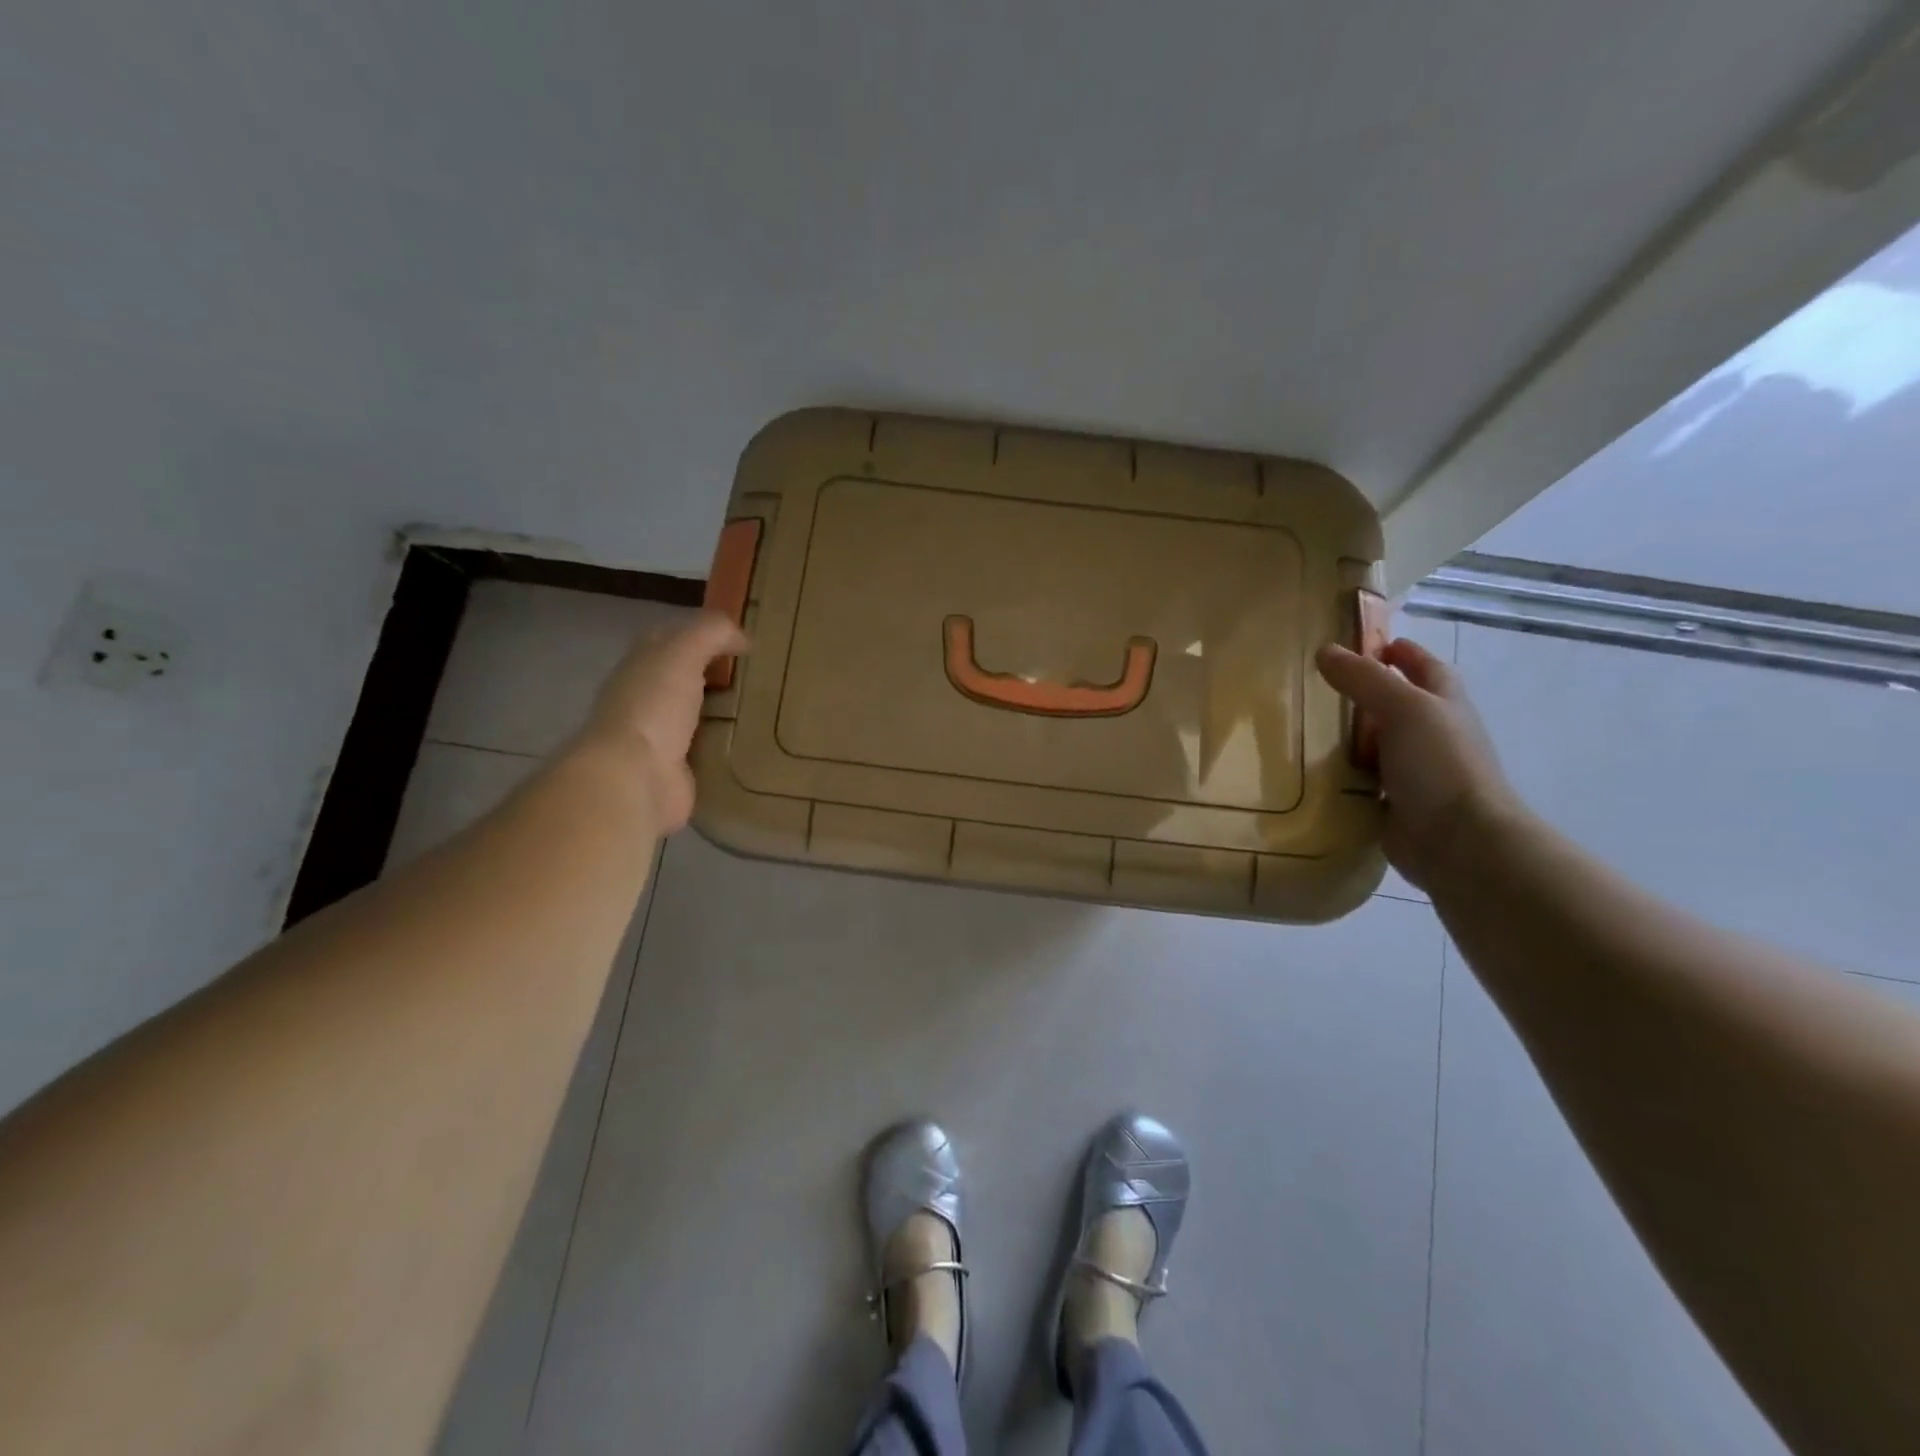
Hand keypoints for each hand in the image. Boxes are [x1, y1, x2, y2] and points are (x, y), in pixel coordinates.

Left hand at [581, 611, 748, 832]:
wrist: (634, 778)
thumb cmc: (653, 707)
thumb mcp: (682, 653)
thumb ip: (711, 633)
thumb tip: (743, 637)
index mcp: (639, 666)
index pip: (668, 639)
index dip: (699, 634)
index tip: (740, 639)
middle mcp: (644, 699)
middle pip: (682, 678)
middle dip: (713, 674)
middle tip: (758, 675)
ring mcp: (657, 737)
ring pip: (695, 715)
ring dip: (721, 712)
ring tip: (763, 708)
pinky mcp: (675, 771)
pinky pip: (705, 751)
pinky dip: (724, 746)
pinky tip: (752, 743)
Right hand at [1316, 637, 1523, 889]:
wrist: (1459, 842)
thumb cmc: (1440, 764)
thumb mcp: (1403, 708)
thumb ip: (1364, 679)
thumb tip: (1325, 651)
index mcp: (1445, 705)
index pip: (1426, 668)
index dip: (1403, 654)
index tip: (1369, 645)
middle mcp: (1434, 736)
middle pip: (1399, 706)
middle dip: (1368, 694)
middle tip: (1320, 686)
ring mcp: (1416, 773)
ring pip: (1379, 745)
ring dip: (1351, 737)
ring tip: (1306, 727)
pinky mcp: (1396, 805)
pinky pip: (1364, 782)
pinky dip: (1344, 775)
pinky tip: (1312, 771)